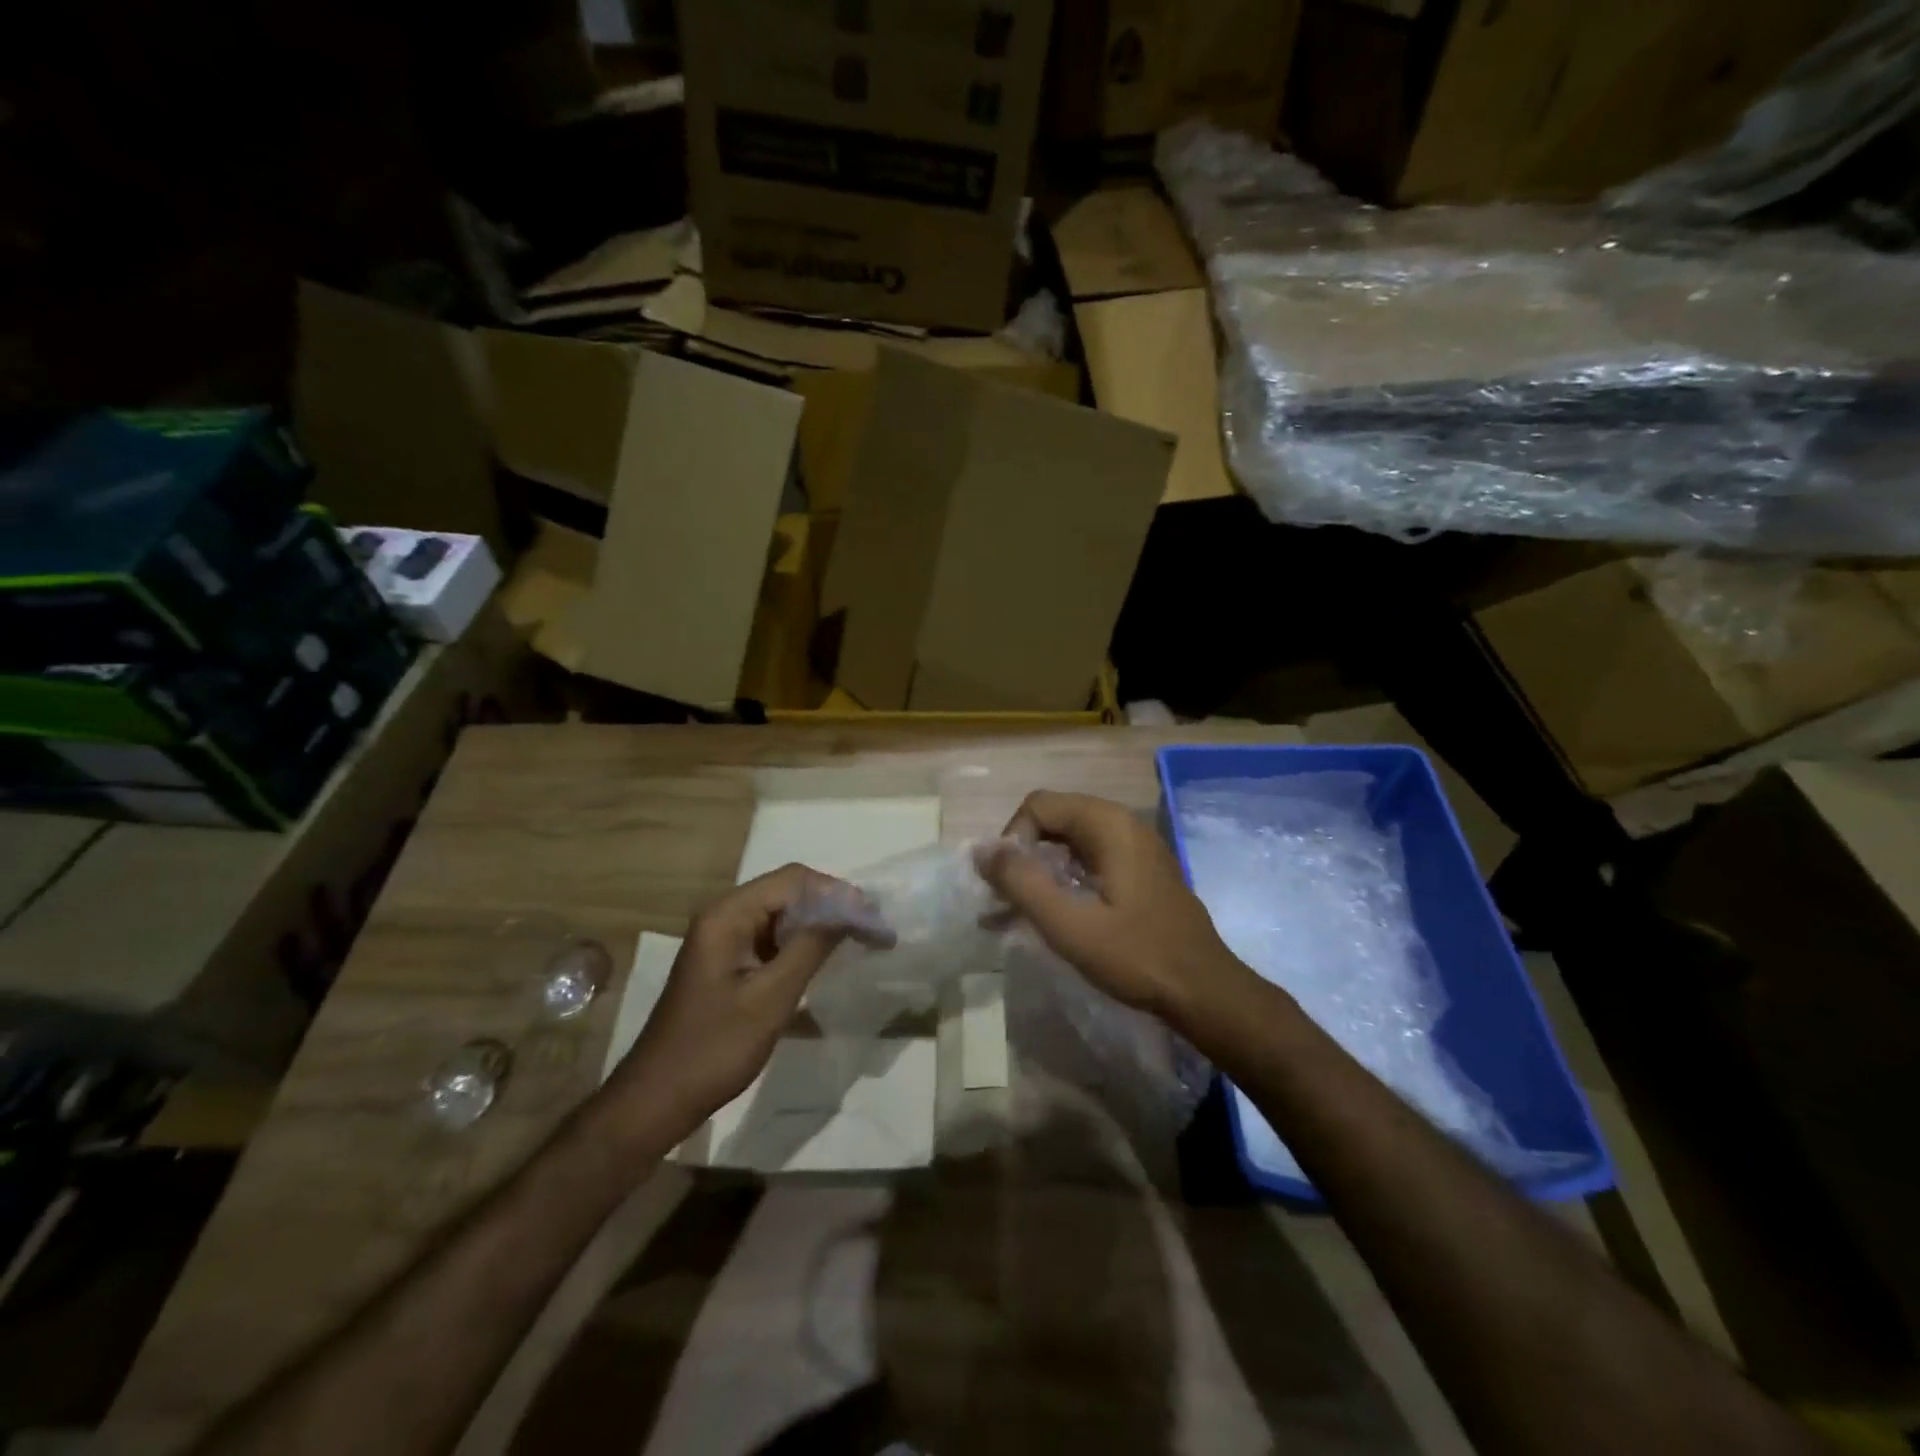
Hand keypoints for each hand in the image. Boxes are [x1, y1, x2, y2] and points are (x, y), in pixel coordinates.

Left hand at [609, 864, 851, 1137]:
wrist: (657, 1099)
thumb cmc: (713, 1048)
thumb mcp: (770, 998)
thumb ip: (811, 948)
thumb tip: (851, 911)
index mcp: (727, 915)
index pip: (793, 880)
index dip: (837, 892)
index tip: (873, 918)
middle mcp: (724, 916)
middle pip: (788, 891)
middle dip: (832, 906)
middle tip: (872, 929)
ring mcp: (724, 939)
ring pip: (782, 915)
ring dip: (819, 924)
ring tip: (859, 941)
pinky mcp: (728, 961)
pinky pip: (771, 938)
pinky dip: (801, 943)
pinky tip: (826, 959)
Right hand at [975, 791, 1247, 1028]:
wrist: (1204, 992)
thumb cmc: (1136, 955)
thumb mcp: (1068, 924)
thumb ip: (1021, 882)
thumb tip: (981, 850)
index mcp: (1108, 824)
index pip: (1039, 805)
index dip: (1013, 840)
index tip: (1009, 886)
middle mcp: (1123, 824)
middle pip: (1054, 820)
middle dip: (1024, 856)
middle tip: (1007, 900)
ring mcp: (1136, 847)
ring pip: (1070, 842)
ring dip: (1041, 871)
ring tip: (1018, 913)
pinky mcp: (1141, 871)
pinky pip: (1091, 860)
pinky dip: (1065, 880)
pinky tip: (1053, 915)